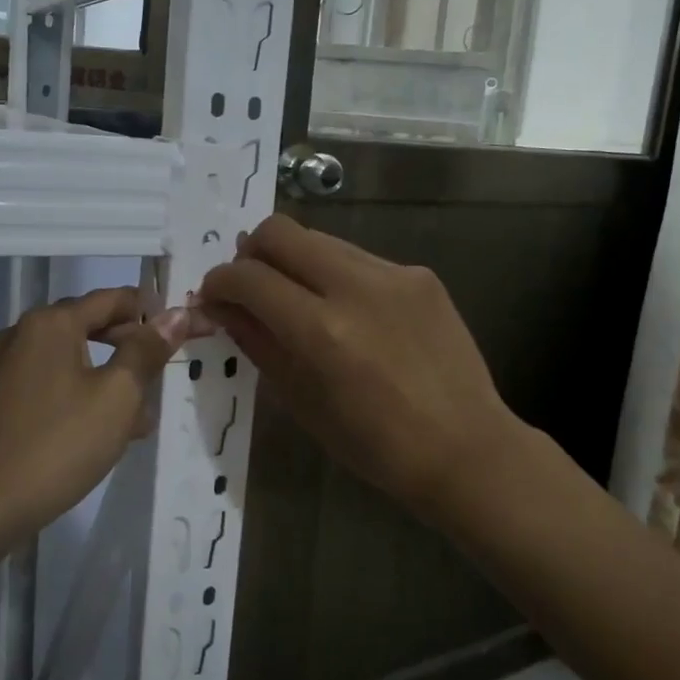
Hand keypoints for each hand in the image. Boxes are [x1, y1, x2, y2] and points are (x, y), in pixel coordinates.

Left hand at [0, 288, 203, 535]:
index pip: (112, 299)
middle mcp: (18, 335)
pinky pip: (42, 387)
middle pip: (86, 327)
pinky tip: (89, 435)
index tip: (180, 334)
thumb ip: (147, 351)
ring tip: (133, 420)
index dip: (150, 312)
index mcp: (50, 324)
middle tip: (158, 380)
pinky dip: (72, 397)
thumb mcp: (117, 397)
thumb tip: (176, 314)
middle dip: (127, 350)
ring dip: (102, 379)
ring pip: (65, 361)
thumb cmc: (58, 445)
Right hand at [198, 216, 523, 517]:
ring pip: (319, 238)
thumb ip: (258, 344)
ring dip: (294, 261)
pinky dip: (336, 275)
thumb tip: (221, 308)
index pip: (249, 277)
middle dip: (251, 253)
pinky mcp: (420, 274)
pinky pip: (359, 258)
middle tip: (249, 286)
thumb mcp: (302, 402)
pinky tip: (349, 312)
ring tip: (298, 299)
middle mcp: (357, 287)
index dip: (219, 282)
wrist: (466, 448)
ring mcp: (394, 274)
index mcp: (322, 331)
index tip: (213, 296)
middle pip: (280, 231)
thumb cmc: (376, 445)